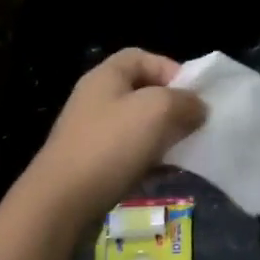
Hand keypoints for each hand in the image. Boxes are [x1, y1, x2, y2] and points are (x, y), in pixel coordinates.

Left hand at [21, 49, 206, 225]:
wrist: (61, 202)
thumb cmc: (111, 145)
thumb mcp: (157, 111)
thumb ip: (184, 102)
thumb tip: (198, 108)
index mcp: (106, 76)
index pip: (143, 57)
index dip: (171, 69)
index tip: (193, 95)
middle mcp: (96, 98)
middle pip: (142, 91)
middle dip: (171, 106)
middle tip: (193, 125)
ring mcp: (90, 131)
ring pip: (137, 124)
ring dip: (162, 135)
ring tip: (182, 151)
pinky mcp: (90, 162)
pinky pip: (127, 152)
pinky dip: (148, 158)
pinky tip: (162, 173)